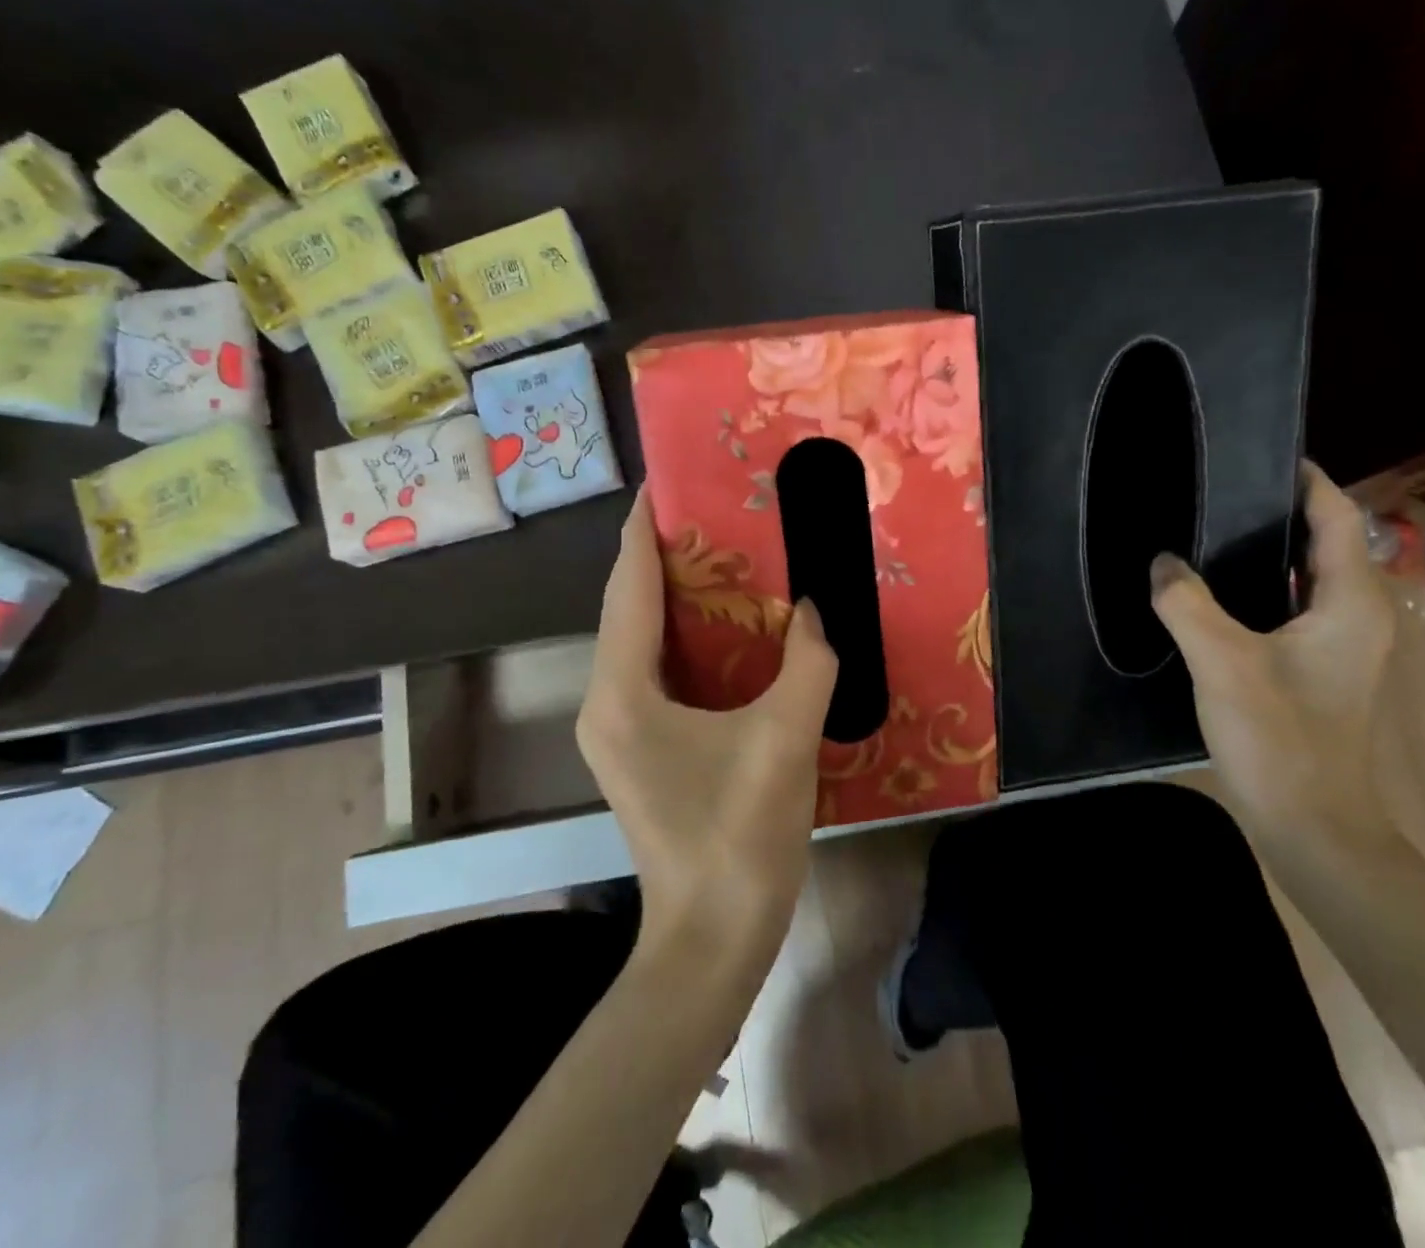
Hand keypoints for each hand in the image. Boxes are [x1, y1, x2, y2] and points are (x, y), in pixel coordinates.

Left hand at [577, 489, 838, 950]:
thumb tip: (818, 609)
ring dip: (676, 595)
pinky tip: (730, 625)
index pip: (629, 588)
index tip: (664, 483)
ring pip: (642, 639)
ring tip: (723, 552)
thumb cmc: (739, 839)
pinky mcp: (641, 747)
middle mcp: (606, 701)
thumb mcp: (784, 741)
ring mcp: (619, 728)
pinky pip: (657, 669)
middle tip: (711, 510)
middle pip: (629, 607)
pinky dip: (687, 636)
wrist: (713, 940)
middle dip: (663, 555)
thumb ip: (808, 664)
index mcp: (623, 692)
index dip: (643, 531)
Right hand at [1150, 461, 1395, 835]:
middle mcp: (1356, 614)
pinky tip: (1215, 587)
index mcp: (1351, 602)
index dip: (1306, 480)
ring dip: (1267, 548)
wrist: (1311, 822)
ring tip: (1209, 527)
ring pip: (1305, 574)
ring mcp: (1340, 643)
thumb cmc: (1280, 737)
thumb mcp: (1223, 663)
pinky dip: (1260, 584)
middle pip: (1324, 540)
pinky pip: (1291, 604)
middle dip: (1278, 509)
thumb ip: (1187, 604)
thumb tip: (1162, 562)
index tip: (1261, 452)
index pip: (1338, 517)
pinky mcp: (1318, 665)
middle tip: (1218, 487)